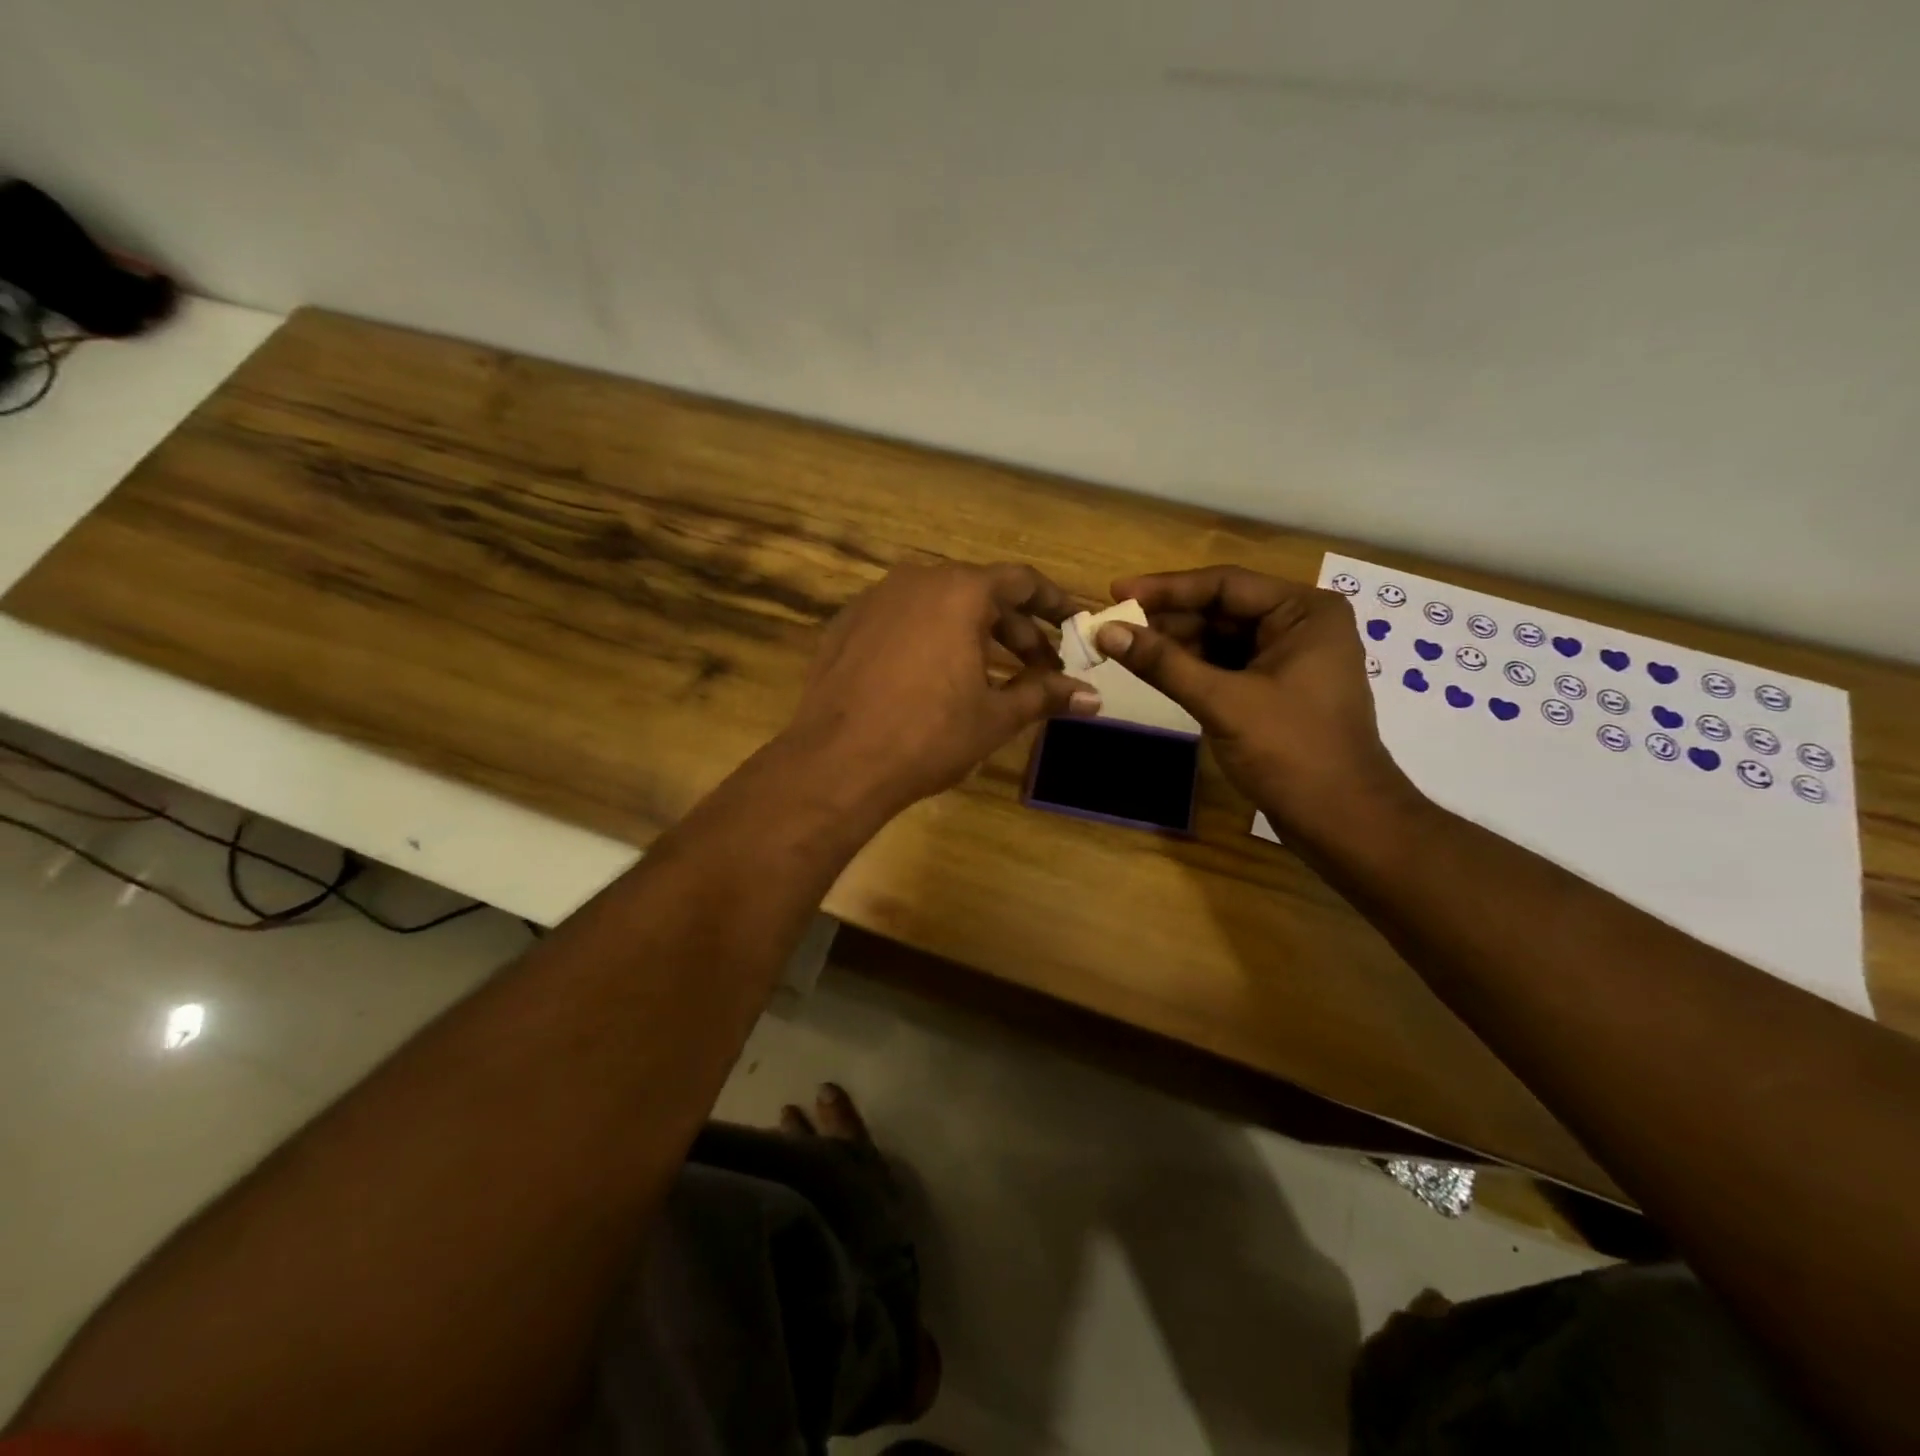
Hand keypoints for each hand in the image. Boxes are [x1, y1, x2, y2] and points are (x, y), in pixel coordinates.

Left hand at [782, 562, 1099, 819]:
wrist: (836, 762)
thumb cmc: (928, 735)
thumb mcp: (995, 716)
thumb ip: (1045, 696)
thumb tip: (1093, 697)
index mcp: (959, 591)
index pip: (1022, 581)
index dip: (1055, 602)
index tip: (1076, 624)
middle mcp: (916, 580)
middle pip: (981, 593)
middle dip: (1016, 629)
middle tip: (1041, 668)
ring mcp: (875, 600)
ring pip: (939, 606)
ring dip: (974, 634)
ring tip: (993, 675)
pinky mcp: (846, 625)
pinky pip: (903, 621)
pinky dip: (931, 639)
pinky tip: (936, 678)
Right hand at [1096, 566, 1416, 832]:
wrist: (1341, 820)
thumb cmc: (1291, 751)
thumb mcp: (1223, 701)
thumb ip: (1163, 663)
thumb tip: (1106, 631)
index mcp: (1304, 612)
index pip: (1224, 585)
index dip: (1165, 588)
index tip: (1116, 592)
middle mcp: (1299, 625)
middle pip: (1221, 610)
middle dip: (1167, 619)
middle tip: (1112, 625)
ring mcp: (1288, 658)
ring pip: (1220, 639)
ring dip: (1174, 644)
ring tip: (1123, 647)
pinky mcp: (1275, 689)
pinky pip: (1225, 665)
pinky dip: (1191, 668)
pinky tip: (1155, 670)